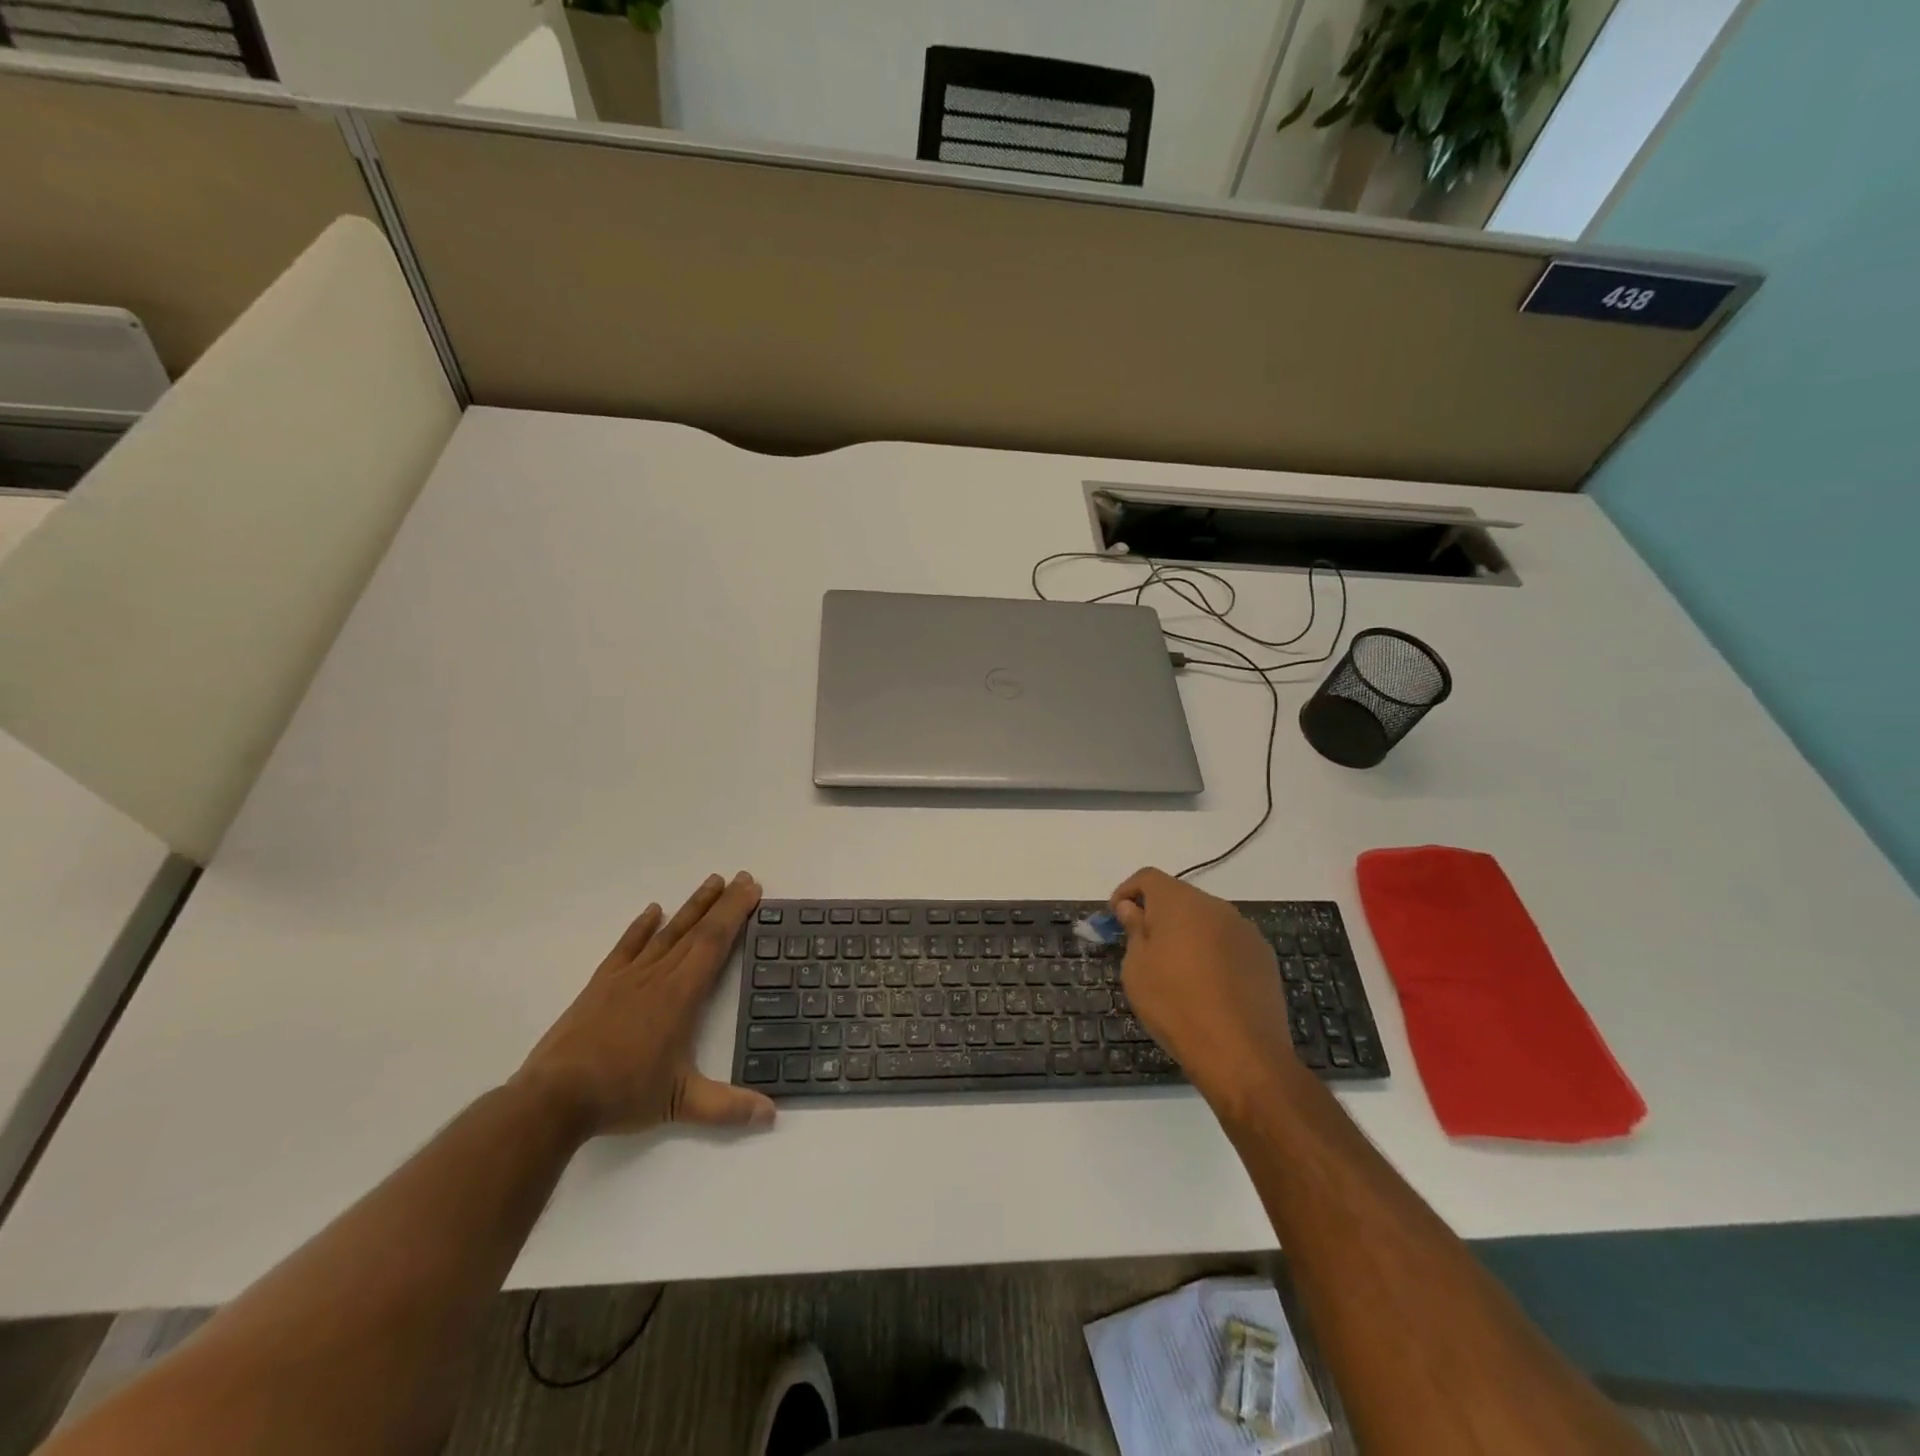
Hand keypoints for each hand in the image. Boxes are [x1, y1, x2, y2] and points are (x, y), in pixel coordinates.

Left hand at [515, 871, 774, 1138]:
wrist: (553, 1098)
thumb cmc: (622, 1094)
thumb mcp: (680, 1104)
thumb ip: (727, 1107)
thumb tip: (772, 1114)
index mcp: (681, 995)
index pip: (714, 943)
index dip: (735, 913)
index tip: (752, 889)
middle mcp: (657, 976)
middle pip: (696, 929)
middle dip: (722, 902)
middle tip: (742, 877)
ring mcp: (627, 977)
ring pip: (666, 932)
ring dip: (691, 906)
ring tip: (711, 882)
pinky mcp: (601, 984)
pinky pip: (626, 946)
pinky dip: (641, 926)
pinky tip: (652, 911)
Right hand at [1111, 868, 1298, 1109]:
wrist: (1241, 1053)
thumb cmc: (1175, 1004)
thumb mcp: (1137, 968)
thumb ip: (1134, 930)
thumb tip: (1132, 908)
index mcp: (1180, 902)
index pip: (1147, 877)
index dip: (1127, 892)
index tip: (1116, 919)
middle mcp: (1215, 906)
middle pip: (1179, 897)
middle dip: (1158, 915)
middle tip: (1143, 949)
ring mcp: (1245, 930)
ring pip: (1206, 921)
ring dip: (1187, 934)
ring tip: (1177, 972)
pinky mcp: (1264, 956)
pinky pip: (1228, 942)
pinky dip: (1213, 953)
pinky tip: (1209, 987)